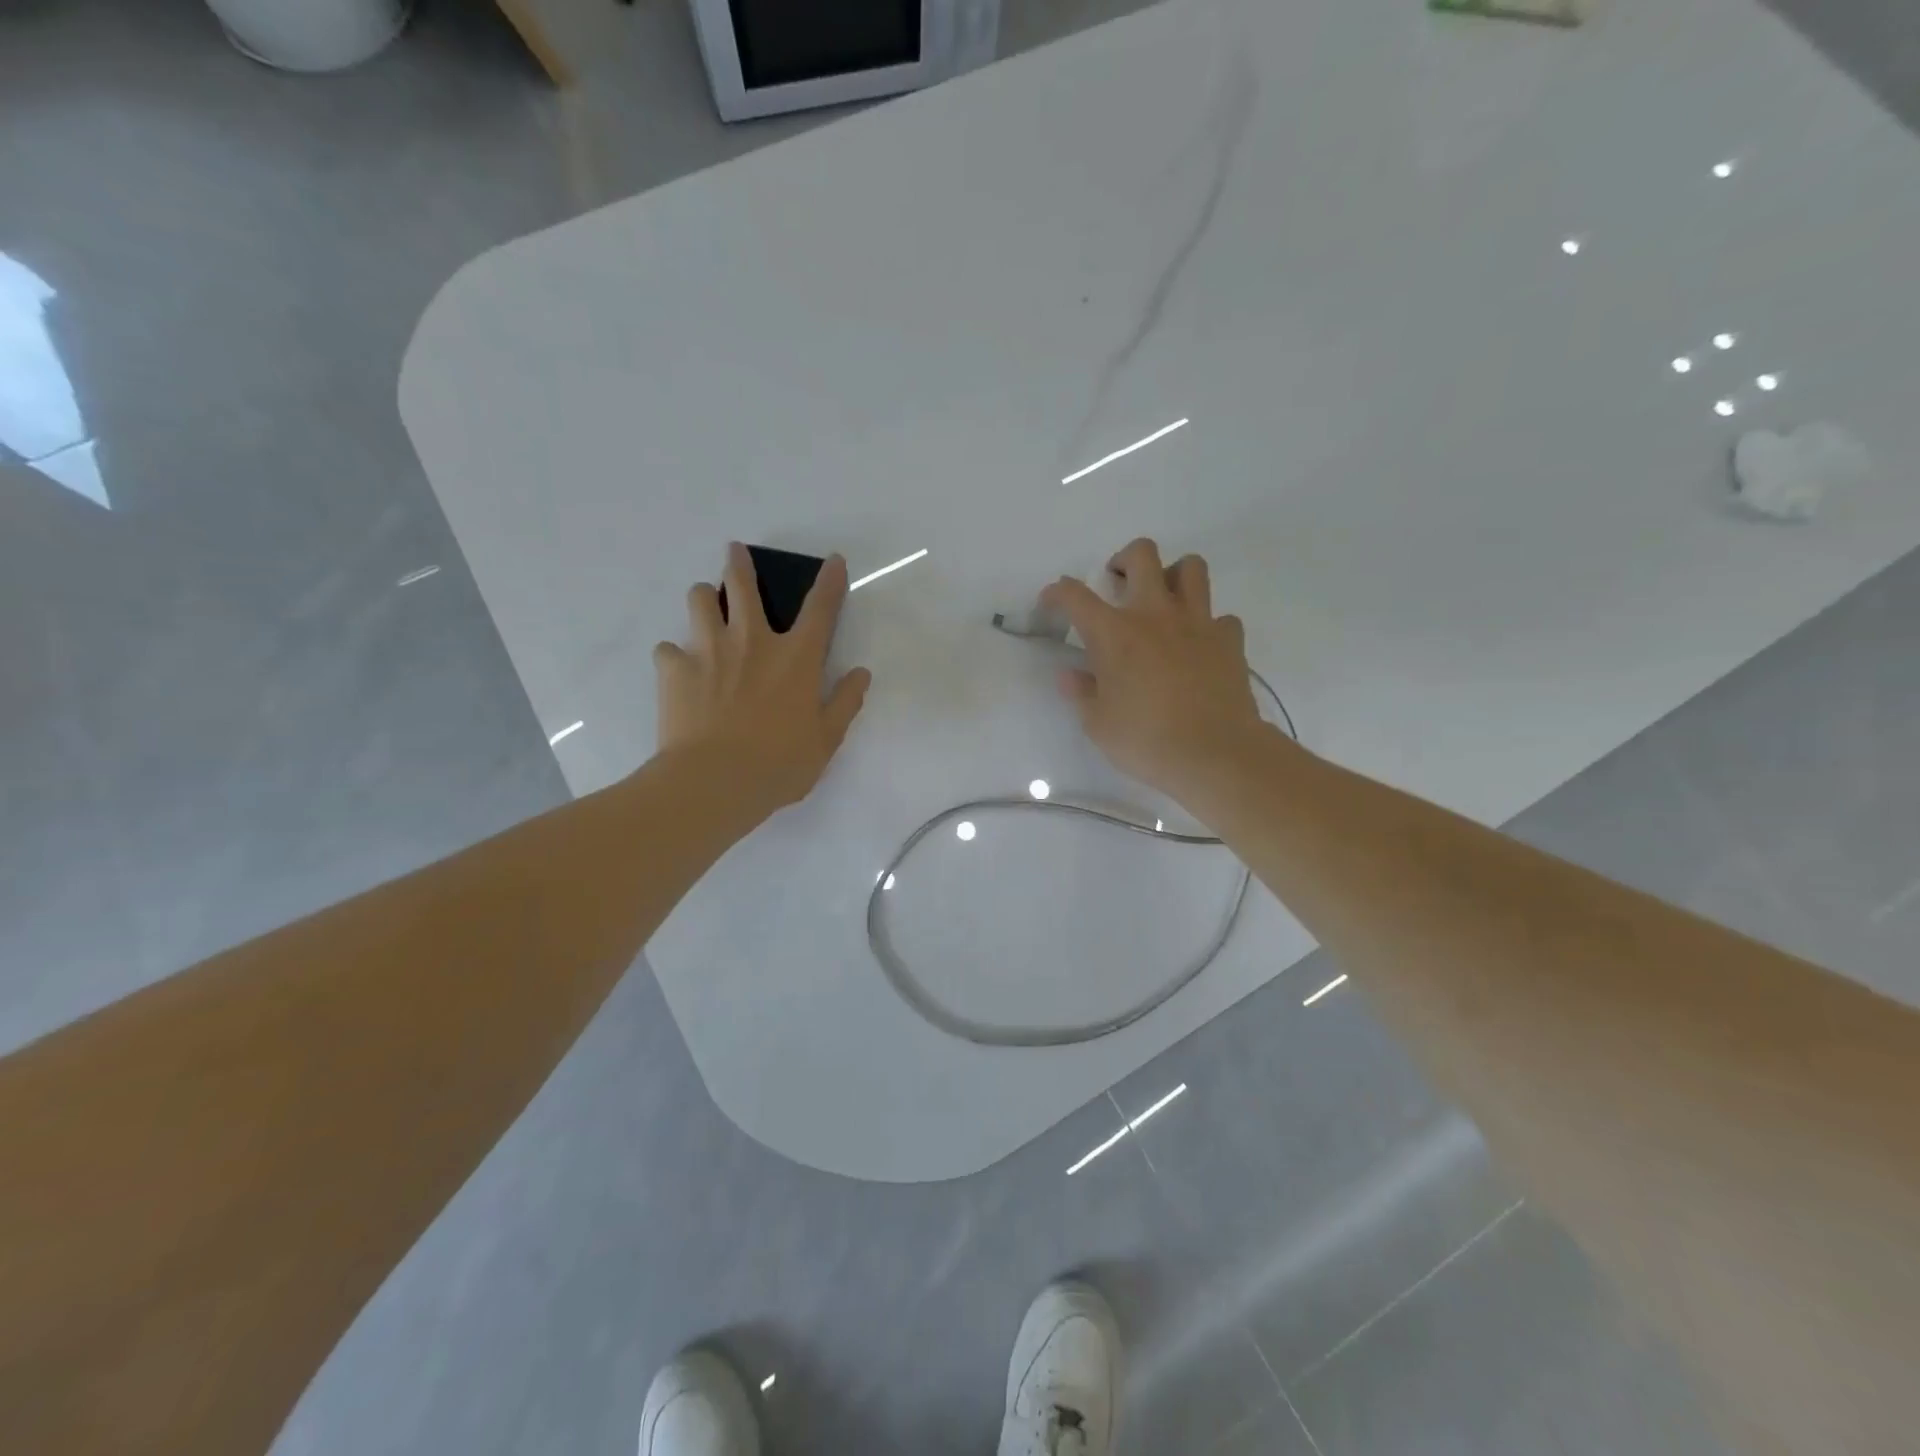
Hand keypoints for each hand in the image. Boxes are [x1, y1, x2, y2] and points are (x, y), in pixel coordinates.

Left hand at [653, 544, 870, 820]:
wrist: (714, 781)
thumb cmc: (779, 763)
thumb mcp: (826, 740)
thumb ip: (845, 702)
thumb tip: (861, 674)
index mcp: (795, 657)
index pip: (820, 608)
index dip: (830, 581)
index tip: (833, 560)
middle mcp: (752, 641)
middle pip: (743, 586)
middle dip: (740, 564)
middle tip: (734, 551)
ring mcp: (708, 650)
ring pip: (699, 600)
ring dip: (703, 597)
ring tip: (704, 603)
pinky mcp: (673, 668)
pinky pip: (668, 649)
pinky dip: (674, 655)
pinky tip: (678, 669)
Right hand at [1041, 539, 1265, 801]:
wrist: (1215, 754)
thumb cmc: (1146, 741)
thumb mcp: (1098, 724)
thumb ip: (1082, 693)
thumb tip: (1070, 675)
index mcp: (1114, 633)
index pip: (1075, 595)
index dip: (1058, 592)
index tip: (1052, 602)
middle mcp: (1155, 614)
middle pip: (1142, 554)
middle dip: (1124, 559)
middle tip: (1117, 583)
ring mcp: (1197, 622)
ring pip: (1191, 567)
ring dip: (1173, 575)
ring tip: (1164, 600)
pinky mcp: (1229, 640)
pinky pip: (1221, 617)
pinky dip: (1209, 625)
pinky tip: (1199, 645)